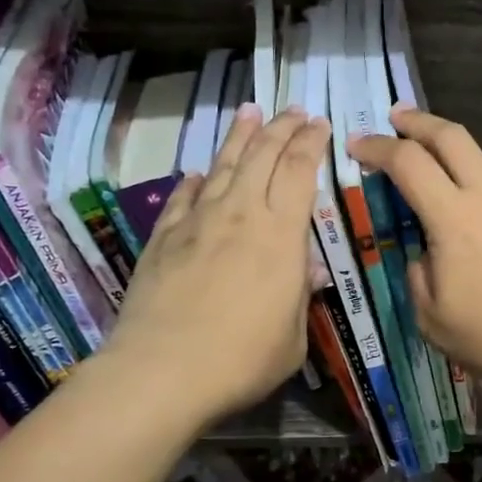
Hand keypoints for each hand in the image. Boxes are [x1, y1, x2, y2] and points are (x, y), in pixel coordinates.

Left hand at [103, 104, 328, 427]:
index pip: (299, 170)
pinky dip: (195, 181)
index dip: (311, 142)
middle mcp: (241, 214)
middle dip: (281, 127)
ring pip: (222, 165)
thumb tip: (306, 272)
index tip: (319, 123)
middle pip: (262, 155)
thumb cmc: (242, 360)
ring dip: (239, 136)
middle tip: (293, 110)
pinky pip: (184, 197)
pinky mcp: (164, 238)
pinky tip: (199, 173)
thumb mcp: (293, 338)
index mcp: (281, 234)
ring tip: (249, 112)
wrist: (163, 371)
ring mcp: (198, 222)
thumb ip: (300, 299)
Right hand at [347, 107, 481, 400]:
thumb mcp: (431, 318)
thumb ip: (418, 272)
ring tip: (453, 183)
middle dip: (418, 120)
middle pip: (451, 135)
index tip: (357, 144)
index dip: (376, 147)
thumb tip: (426, 251)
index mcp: (454, 219)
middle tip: (399, 118)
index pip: (407, 162)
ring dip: (462, 162)